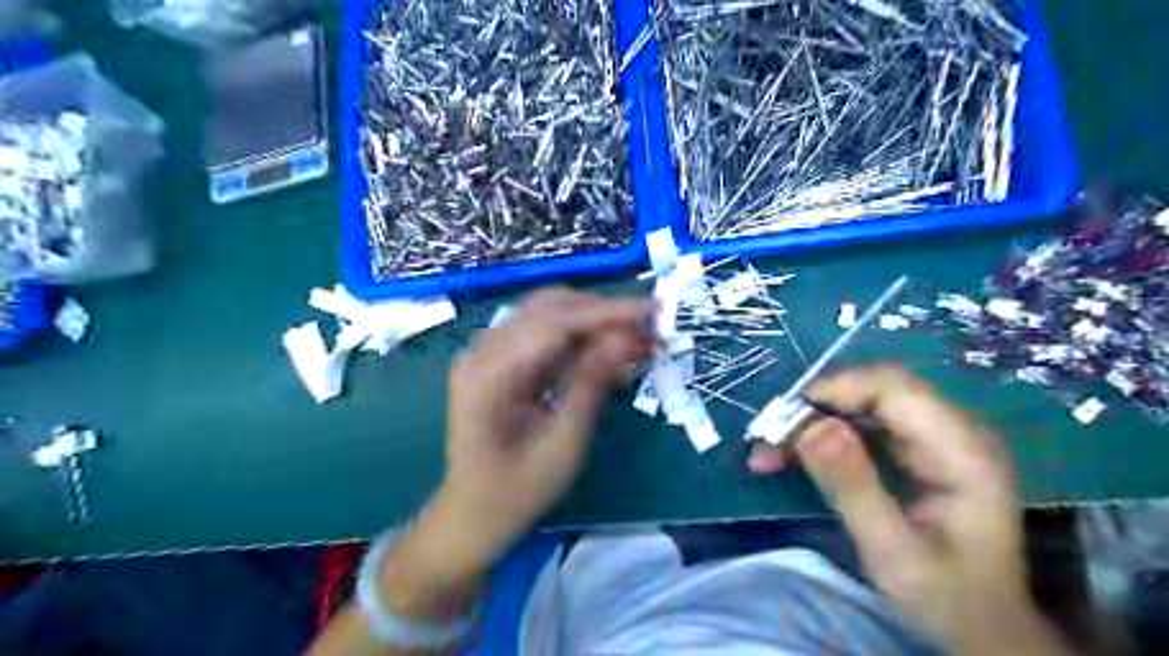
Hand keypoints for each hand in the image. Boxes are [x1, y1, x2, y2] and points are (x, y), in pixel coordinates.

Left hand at [434, 290, 652, 564]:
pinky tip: (606, 352)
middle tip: (649, 329)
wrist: (472, 515)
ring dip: (592, 322)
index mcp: (489, 373)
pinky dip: (577, 338)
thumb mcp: (564, 443)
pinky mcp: (497, 361)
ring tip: (635, 340)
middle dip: (602, 313)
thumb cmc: (518, 491)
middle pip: (548, 307)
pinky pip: (541, 334)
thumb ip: (593, 384)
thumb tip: (629, 337)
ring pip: (547, 314)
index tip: (653, 309)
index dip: (606, 312)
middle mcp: (482, 351)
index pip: (553, 321)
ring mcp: (486, 353)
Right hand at [748, 367, 1076, 653]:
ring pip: (863, 404)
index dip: (835, 390)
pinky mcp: (917, 450)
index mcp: (963, 452)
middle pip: (875, 390)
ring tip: (770, 452)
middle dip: (817, 407)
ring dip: (814, 421)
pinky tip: (794, 456)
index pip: (893, 389)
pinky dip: (824, 435)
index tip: (784, 419)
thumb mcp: (893, 553)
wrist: (985, 629)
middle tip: (769, 440)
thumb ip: (854, 487)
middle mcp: (954, 432)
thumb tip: (811, 428)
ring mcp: (936, 439)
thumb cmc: (947, 600)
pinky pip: (863, 424)